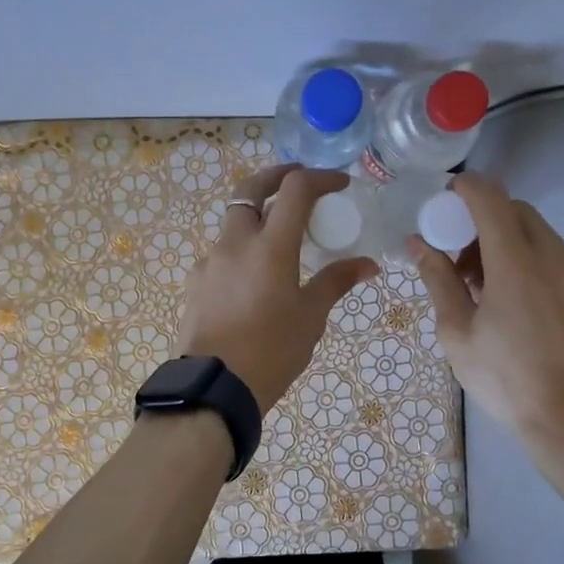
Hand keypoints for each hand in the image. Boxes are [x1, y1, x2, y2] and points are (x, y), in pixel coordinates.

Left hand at [178, 165, 378, 412]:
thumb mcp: (310, 317)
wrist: (214, 387)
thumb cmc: (271, 351)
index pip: (295, 190)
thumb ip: (336, 282)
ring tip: (280, 235)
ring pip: (234, 221)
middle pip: (250, 189)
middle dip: (276, 176)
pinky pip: (222, 252)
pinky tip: (254, 275)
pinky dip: (241, 248)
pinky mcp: (195, 281)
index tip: (340, 183)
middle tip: (298, 178)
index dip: (320, 178)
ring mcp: (210, 261)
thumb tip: (368, 265)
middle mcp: (235, 242)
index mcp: (270, 246)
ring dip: (257, 215)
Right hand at [409, 173, 563, 460]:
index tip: (442, 202)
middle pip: (515, 210)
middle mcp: (552, 257)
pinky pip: (552, 254)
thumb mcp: (457, 332)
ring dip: (504, 238)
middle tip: (456, 253)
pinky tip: (510, 297)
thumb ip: (438, 280)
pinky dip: (526, 257)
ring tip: (481, 281)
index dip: (464, 189)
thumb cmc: (505, 380)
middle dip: (481, 218)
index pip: (490, 199)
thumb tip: (417, 243)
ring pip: (536, 232)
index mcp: (516, 265)